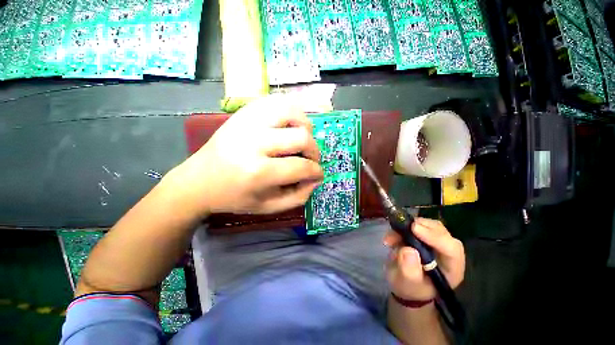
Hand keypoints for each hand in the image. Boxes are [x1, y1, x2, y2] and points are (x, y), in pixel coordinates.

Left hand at [167, 94, 323, 216]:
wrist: (199, 180)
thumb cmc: (235, 197)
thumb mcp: (269, 207)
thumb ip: (298, 196)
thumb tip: (316, 179)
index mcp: (258, 171)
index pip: (302, 167)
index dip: (316, 172)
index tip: (318, 174)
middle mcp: (254, 142)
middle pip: (302, 137)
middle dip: (314, 151)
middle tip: (310, 159)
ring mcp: (247, 121)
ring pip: (292, 111)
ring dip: (305, 126)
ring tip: (301, 139)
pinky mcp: (244, 112)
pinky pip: (276, 101)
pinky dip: (290, 112)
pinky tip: (289, 125)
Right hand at [384, 218, 464, 300]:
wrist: (404, 284)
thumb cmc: (409, 288)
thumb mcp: (407, 284)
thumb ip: (409, 270)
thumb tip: (408, 250)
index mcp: (451, 268)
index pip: (451, 249)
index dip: (435, 237)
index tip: (413, 229)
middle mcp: (446, 252)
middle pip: (441, 232)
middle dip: (420, 227)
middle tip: (400, 229)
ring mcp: (435, 242)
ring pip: (427, 225)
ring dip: (407, 227)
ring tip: (392, 237)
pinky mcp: (423, 235)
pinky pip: (415, 224)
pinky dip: (401, 227)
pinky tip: (391, 237)